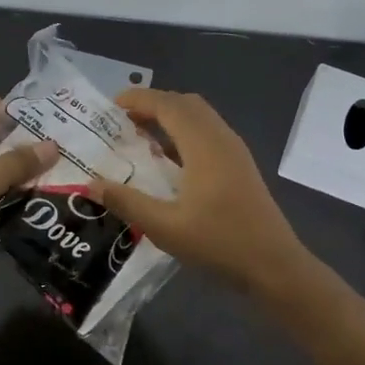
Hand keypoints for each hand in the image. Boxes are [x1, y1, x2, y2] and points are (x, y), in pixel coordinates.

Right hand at [84, 89, 311, 294]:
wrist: (274, 264)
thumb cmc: (219, 243)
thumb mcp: (165, 227)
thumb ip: (127, 202)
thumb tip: (90, 184)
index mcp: (203, 145)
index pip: (168, 105)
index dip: (139, 99)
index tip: (111, 104)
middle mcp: (221, 138)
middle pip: (185, 104)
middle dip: (153, 104)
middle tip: (123, 121)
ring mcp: (235, 150)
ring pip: (200, 117)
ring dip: (170, 117)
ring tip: (141, 137)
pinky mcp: (240, 165)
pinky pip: (208, 132)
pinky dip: (184, 132)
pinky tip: (169, 160)